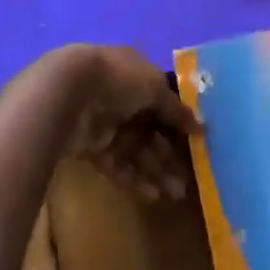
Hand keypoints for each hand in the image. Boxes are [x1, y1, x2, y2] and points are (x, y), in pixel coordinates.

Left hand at [52, 45, 200, 203]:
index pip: (163, 99)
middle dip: (170, 153)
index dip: (179, 120)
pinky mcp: (92, 148)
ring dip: (157, 171)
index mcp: (138, 74)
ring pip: (137, 150)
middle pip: (152, 129)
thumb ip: (176, 108)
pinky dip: (135, 179)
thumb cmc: (117, 79)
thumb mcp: (155, 86)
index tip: (197, 142)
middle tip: (190, 178)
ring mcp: (107, 123)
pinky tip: (154, 195)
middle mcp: (123, 97)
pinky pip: (118, 165)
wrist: (68, 95)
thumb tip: (200, 126)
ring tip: (177, 194)